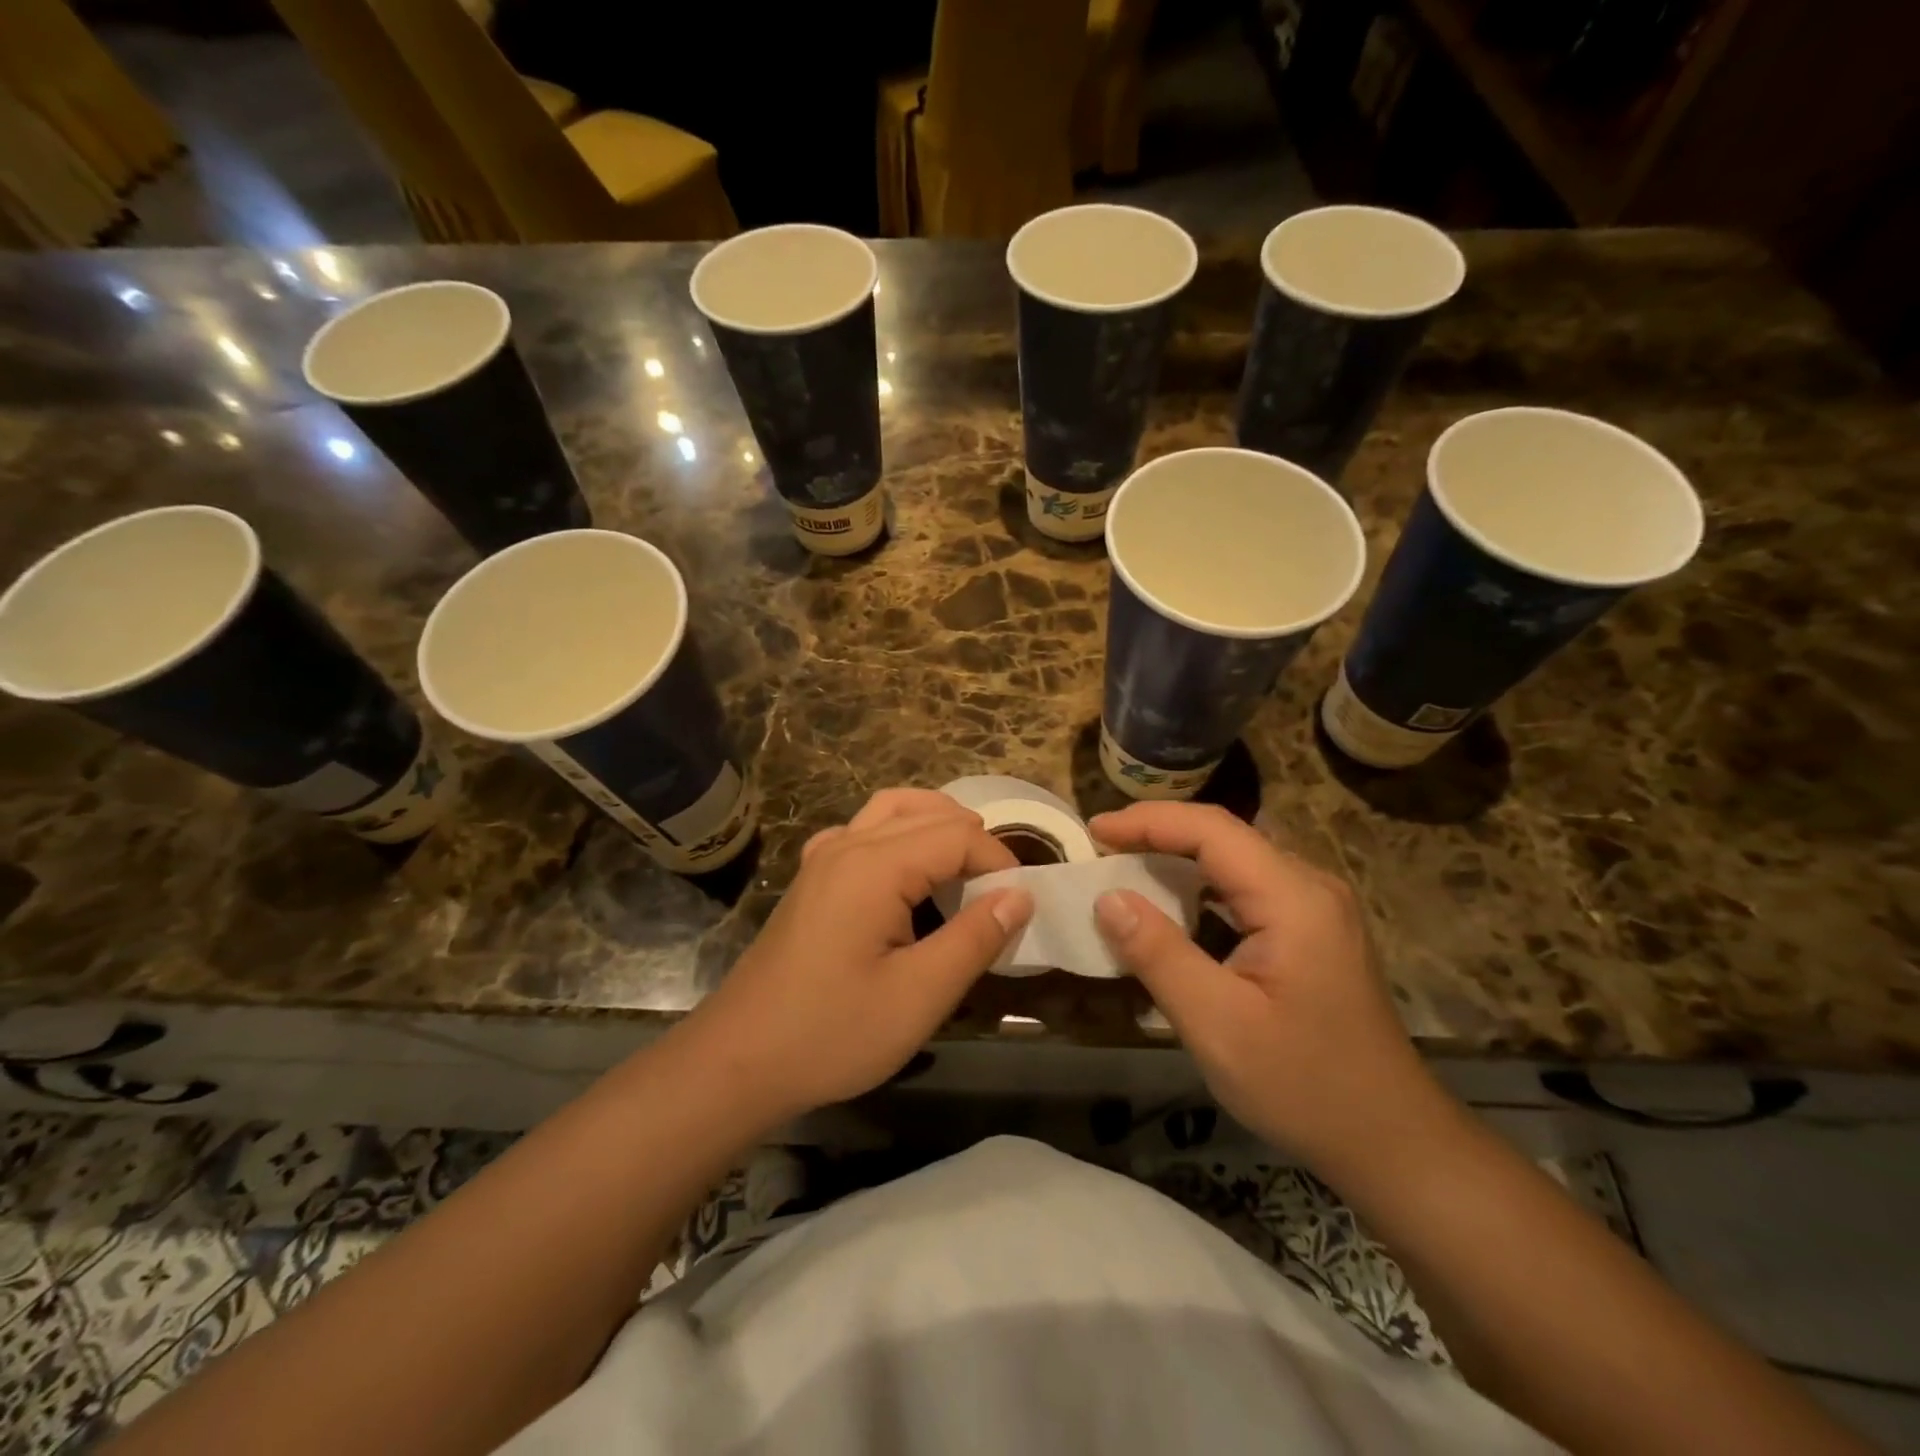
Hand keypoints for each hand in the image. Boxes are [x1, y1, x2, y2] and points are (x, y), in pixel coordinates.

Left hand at [682, 789, 1033, 1122]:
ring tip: (965, 872)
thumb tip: (1022, 895)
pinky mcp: (811, 877)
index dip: (1000, 864)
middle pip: (929, 812)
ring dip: (937, 827)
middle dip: (974, 843)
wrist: (738, 1060)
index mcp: (876, 865)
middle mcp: (848, 843)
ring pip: (893, 810)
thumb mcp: (919, 996)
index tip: (1020, 908)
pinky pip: (863, 830)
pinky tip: (905, 876)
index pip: (959, 835)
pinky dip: (899, 835)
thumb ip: (975, 938)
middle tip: (998, 895)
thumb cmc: (832, 1033)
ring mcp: (823, 857)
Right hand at [1089, 802, 1450, 1170]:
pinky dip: (1202, 886)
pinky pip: (1248, 887)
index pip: (1212, 830)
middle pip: (1226, 835)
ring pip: (1237, 859)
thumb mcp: (1217, 1025)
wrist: (1392, 1142)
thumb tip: (1107, 898)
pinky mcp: (1313, 931)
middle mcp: (1310, 886)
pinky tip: (1175, 906)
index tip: (1095, 830)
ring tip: (1126, 867)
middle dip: (1159, 833)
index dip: (1148, 821)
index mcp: (1293, 898)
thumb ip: (1159, 954)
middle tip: (1102, 848)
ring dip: (1179, 857)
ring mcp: (1317, 908)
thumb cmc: (1304, 1086)